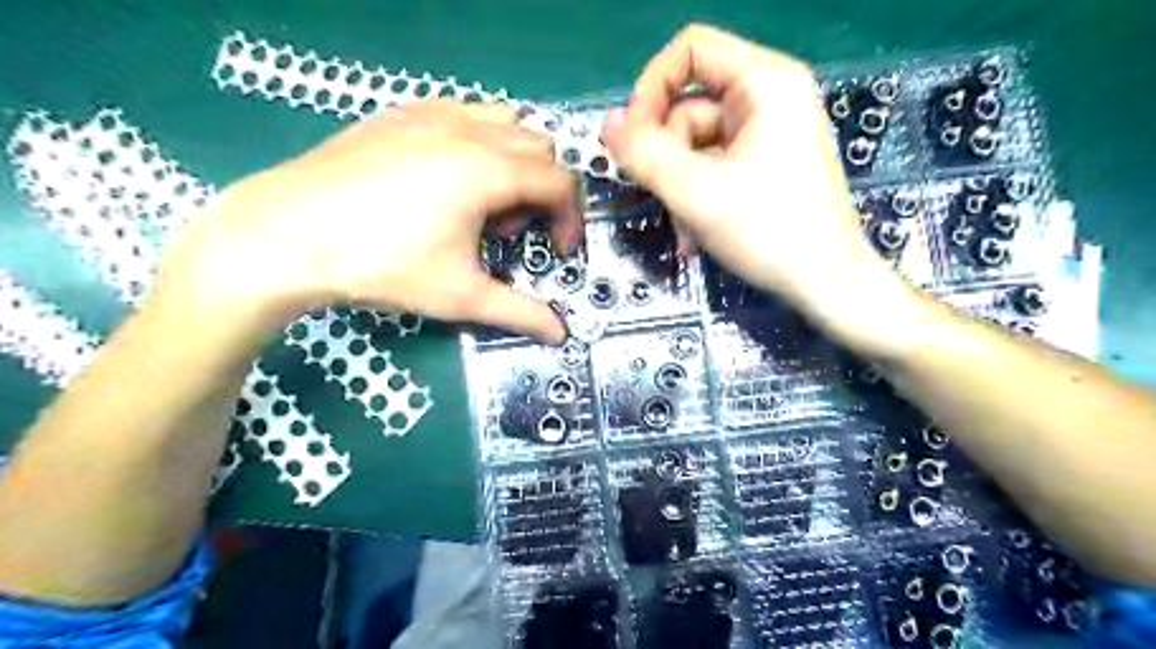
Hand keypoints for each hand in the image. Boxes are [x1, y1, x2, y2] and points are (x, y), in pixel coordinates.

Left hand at [154, 99, 576, 341]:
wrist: (286, 235)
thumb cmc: (382, 265)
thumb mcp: (460, 295)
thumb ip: (519, 312)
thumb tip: (559, 334)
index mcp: (488, 170)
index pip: (561, 181)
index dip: (571, 218)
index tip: (557, 249)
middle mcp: (468, 130)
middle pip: (540, 147)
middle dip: (541, 191)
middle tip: (510, 231)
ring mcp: (432, 114)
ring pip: (505, 121)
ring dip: (514, 160)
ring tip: (482, 201)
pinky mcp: (400, 113)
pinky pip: (463, 113)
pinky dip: (477, 141)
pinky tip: (445, 178)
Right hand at [600, 27, 918, 351]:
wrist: (826, 284)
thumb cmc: (770, 232)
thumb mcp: (696, 192)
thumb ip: (645, 154)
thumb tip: (608, 124)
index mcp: (765, 82)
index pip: (690, 50)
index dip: (651, 88)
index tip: (631, 137)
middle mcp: (769, 97)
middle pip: (689, 106)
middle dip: (667, 157)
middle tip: (660, 196)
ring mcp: (768, 133)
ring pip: (697, 146)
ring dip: (680, 188)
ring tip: (685, 228)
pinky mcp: (766, 163)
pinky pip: (715, 167)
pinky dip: (698, 197)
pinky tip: (696, 233)